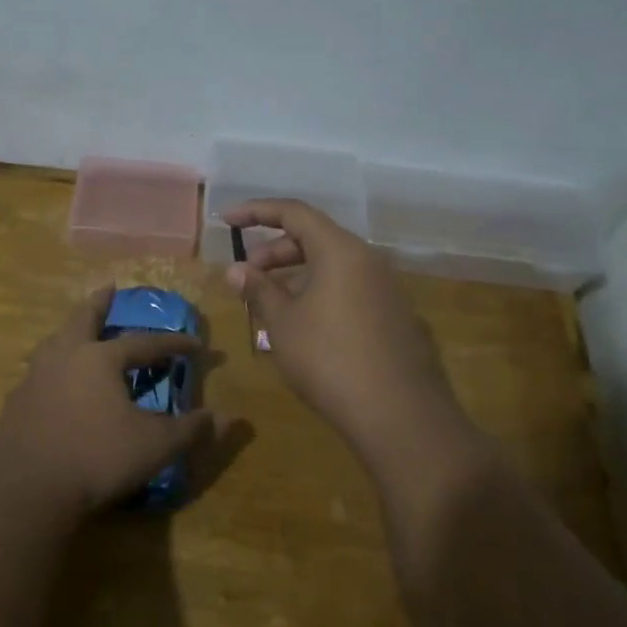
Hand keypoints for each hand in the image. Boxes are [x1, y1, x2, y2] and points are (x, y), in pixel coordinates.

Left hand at [0, 287, 215, 515]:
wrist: (27, 490)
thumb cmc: (97, 458)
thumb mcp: (154, 446)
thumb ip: (190, 430)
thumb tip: (226, 419)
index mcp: (99, 359)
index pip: (144, 343)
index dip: (173, 343)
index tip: (196, 344)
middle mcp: (64, 357)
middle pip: (83, 319)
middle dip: (99, 303)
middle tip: (109, 288)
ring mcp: (35, 378)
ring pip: (54, 342)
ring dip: (70, 332)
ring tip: (77, 332)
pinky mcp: (15, 404)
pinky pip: (38, 375)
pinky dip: (52, 370)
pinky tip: (54, 384)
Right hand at [225, 200, 462, 463]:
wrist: (400, 415)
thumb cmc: (330, 359)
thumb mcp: (283, 323)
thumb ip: (258, 289)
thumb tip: (236, 269)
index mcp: (340, 250)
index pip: (294, 212)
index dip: (256, 211)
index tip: (227, 220)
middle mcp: (368, 260)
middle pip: (314, 238)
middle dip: (274, 251)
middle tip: (247, 276)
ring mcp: (386, 288)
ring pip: (333, 266)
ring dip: (296, 275)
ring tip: (270, 303)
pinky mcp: (395, 316)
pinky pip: (349, 288)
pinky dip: (320, 293)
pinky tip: (304, 325)